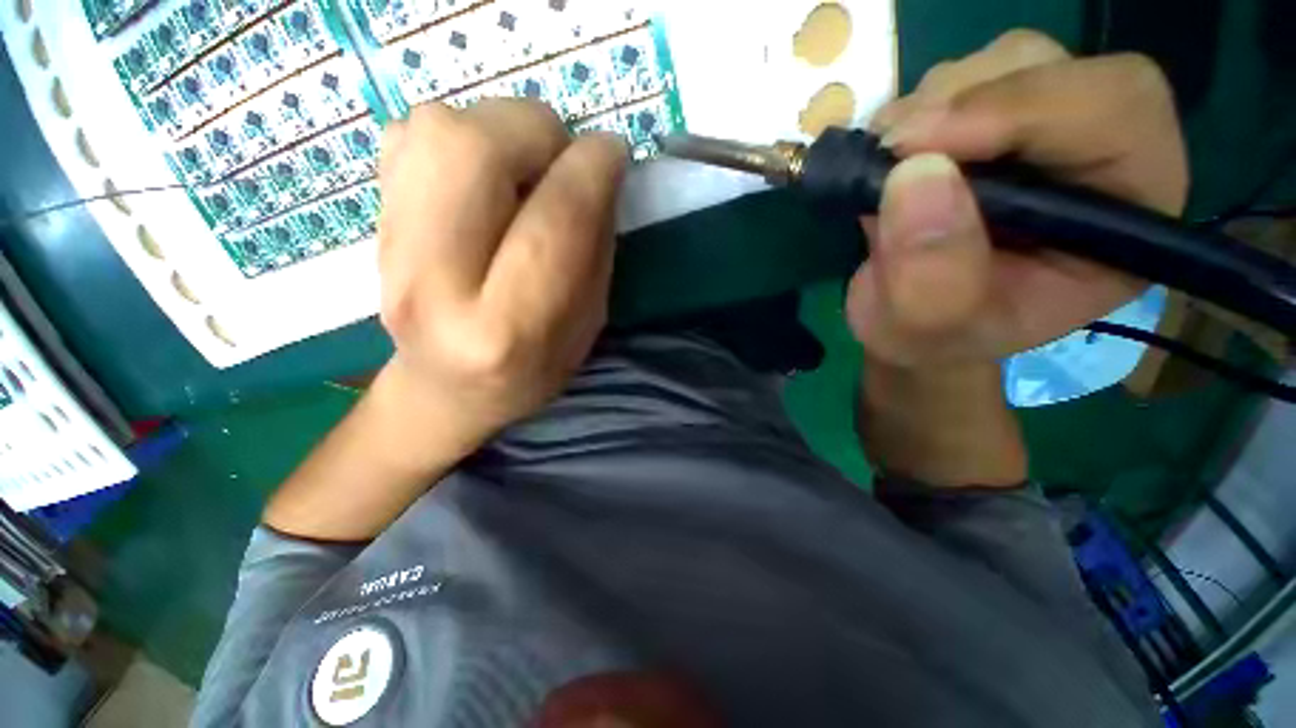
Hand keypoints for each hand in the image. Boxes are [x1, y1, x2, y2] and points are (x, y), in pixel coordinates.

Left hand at [377, 100, 627, 467]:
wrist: (446, 388)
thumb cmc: (531, 369)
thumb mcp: (586, 326)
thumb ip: (595, 250)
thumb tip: (597, 174)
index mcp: (505, 328)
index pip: (555, 220)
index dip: (593, 169)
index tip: (615, 152)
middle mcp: (434, 283)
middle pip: (474, 150)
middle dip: (536, 132)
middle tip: (562, 159)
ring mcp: (388, 247)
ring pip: (438, 128)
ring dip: (500, 130)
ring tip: (524, 171)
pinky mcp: (372, 219)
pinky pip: (412, 134)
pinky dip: (462, 138)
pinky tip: (484, 181)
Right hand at [847, 29, 1188, 368]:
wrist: (905, 323)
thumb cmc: (930, 337)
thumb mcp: (926, 329)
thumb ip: (931, 276)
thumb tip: (914, 175)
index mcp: (1123, 217)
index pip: (1117, 111)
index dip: (1025, 107)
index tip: (919, 145)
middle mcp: (1096, 158)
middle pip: (1057, 70)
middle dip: (964, 101)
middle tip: (891, 152)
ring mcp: (1040, 134)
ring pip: (1004, 63)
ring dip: (930, 105)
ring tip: (886, 168)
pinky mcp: (989, 126)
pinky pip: (958, 79)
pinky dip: (911, 110)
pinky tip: (888, 160)